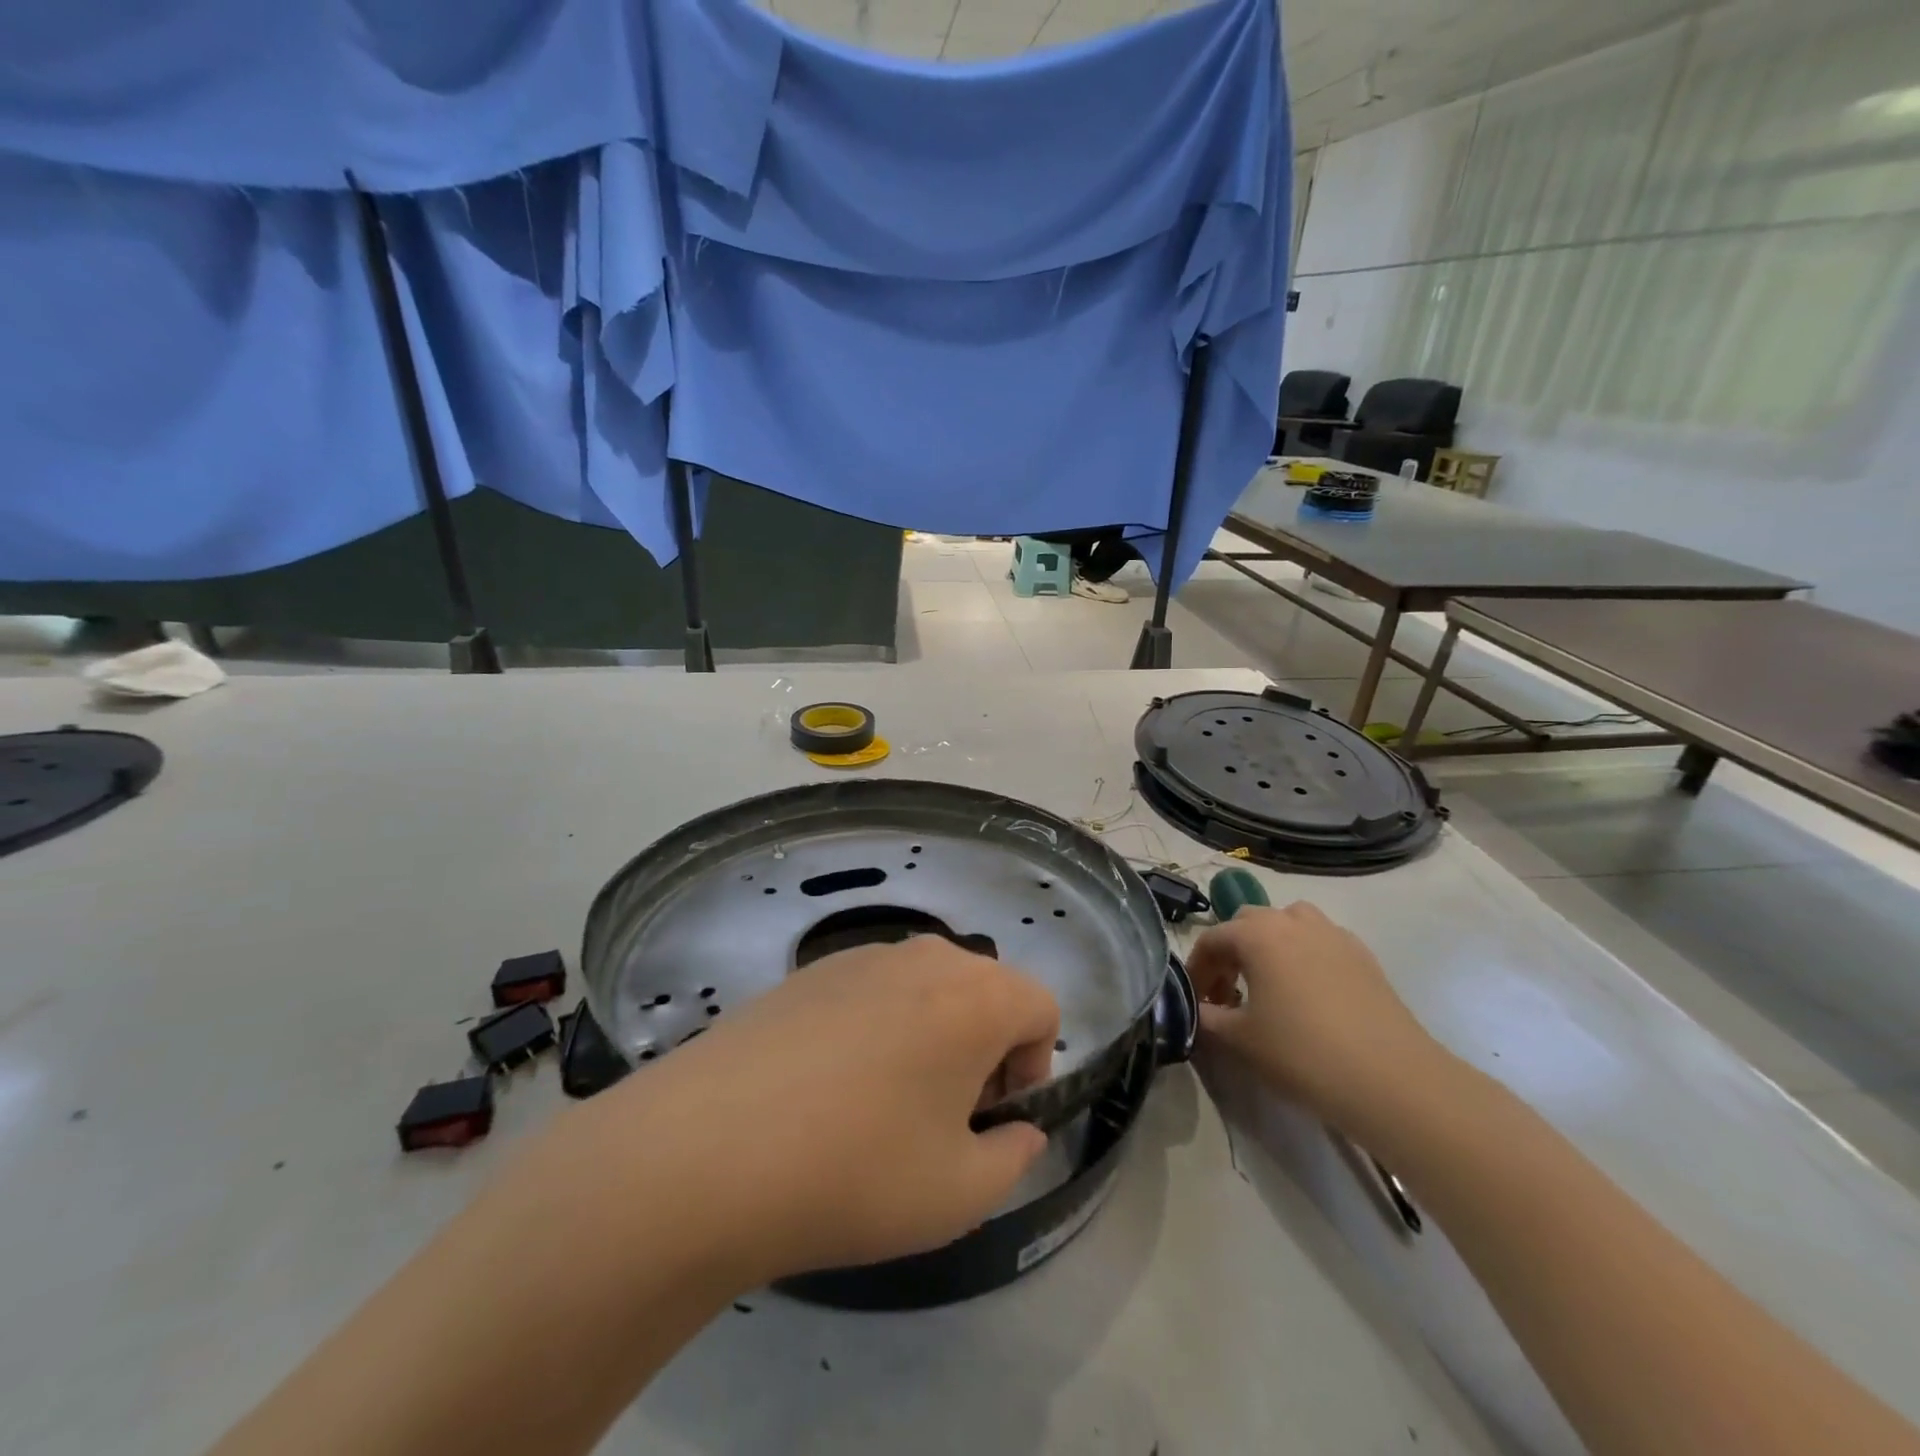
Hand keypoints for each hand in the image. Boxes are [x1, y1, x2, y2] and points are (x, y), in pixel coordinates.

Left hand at [561, 935, 1059, 1285]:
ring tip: (881, 1105)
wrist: (705, 1149)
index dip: (1034, 1065)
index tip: (991, 1118)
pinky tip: (826, 1088)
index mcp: (976, 996)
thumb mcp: (960, 1194)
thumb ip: (1012, 1157)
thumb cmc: (855, 1171)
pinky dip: (877, 1028)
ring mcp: (859, 957)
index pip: (1041, 1006)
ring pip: (926, 989)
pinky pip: (872, 991)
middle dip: (983, 1048)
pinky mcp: (808, 971)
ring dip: (929, 1037)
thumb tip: (1015, 1129)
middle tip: (941, 1117)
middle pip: (984, 991)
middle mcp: (923, 958)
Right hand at [1187, 902, 1443, 1133]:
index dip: (1197, 968)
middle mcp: (1293, 921)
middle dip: (1231, 951)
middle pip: (1248, 922)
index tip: (1195, 1000)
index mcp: (1257, 934)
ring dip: (1270, 944)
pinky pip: (1321, 941)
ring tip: (1269, 983)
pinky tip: (1309, 994)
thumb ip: (1206, 1018)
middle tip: (1228, 992)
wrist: (1392, 1081)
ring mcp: (1333, 934)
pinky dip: (1305, 955)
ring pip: (1289, 923)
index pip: (1212, 939)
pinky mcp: (1364, 956)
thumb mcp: (1240, 1040)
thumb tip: (1196, 1011)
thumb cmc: (1303, 1054)